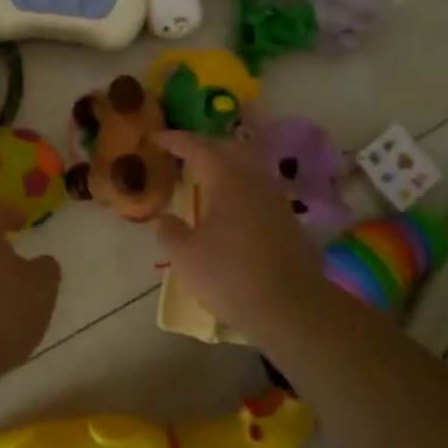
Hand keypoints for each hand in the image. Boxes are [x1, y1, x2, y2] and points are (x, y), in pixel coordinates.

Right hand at [153, 131, 327, 343]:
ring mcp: (275, 197)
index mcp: (227, 178)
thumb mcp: (186, 257)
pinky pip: (257, 187)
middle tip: (179, 154)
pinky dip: (237, 185)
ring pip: (246, 166)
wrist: (293, 309)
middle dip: (201, 146)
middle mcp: (254, 178)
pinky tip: (228, 205)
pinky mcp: (287, 218)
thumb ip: (170, 232)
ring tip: (202, 178)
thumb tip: (165, 219)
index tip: (153, 139)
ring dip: (223, 165)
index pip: (197, 146)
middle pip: (226, 148)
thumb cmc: (232, 276)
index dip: (173, 140)